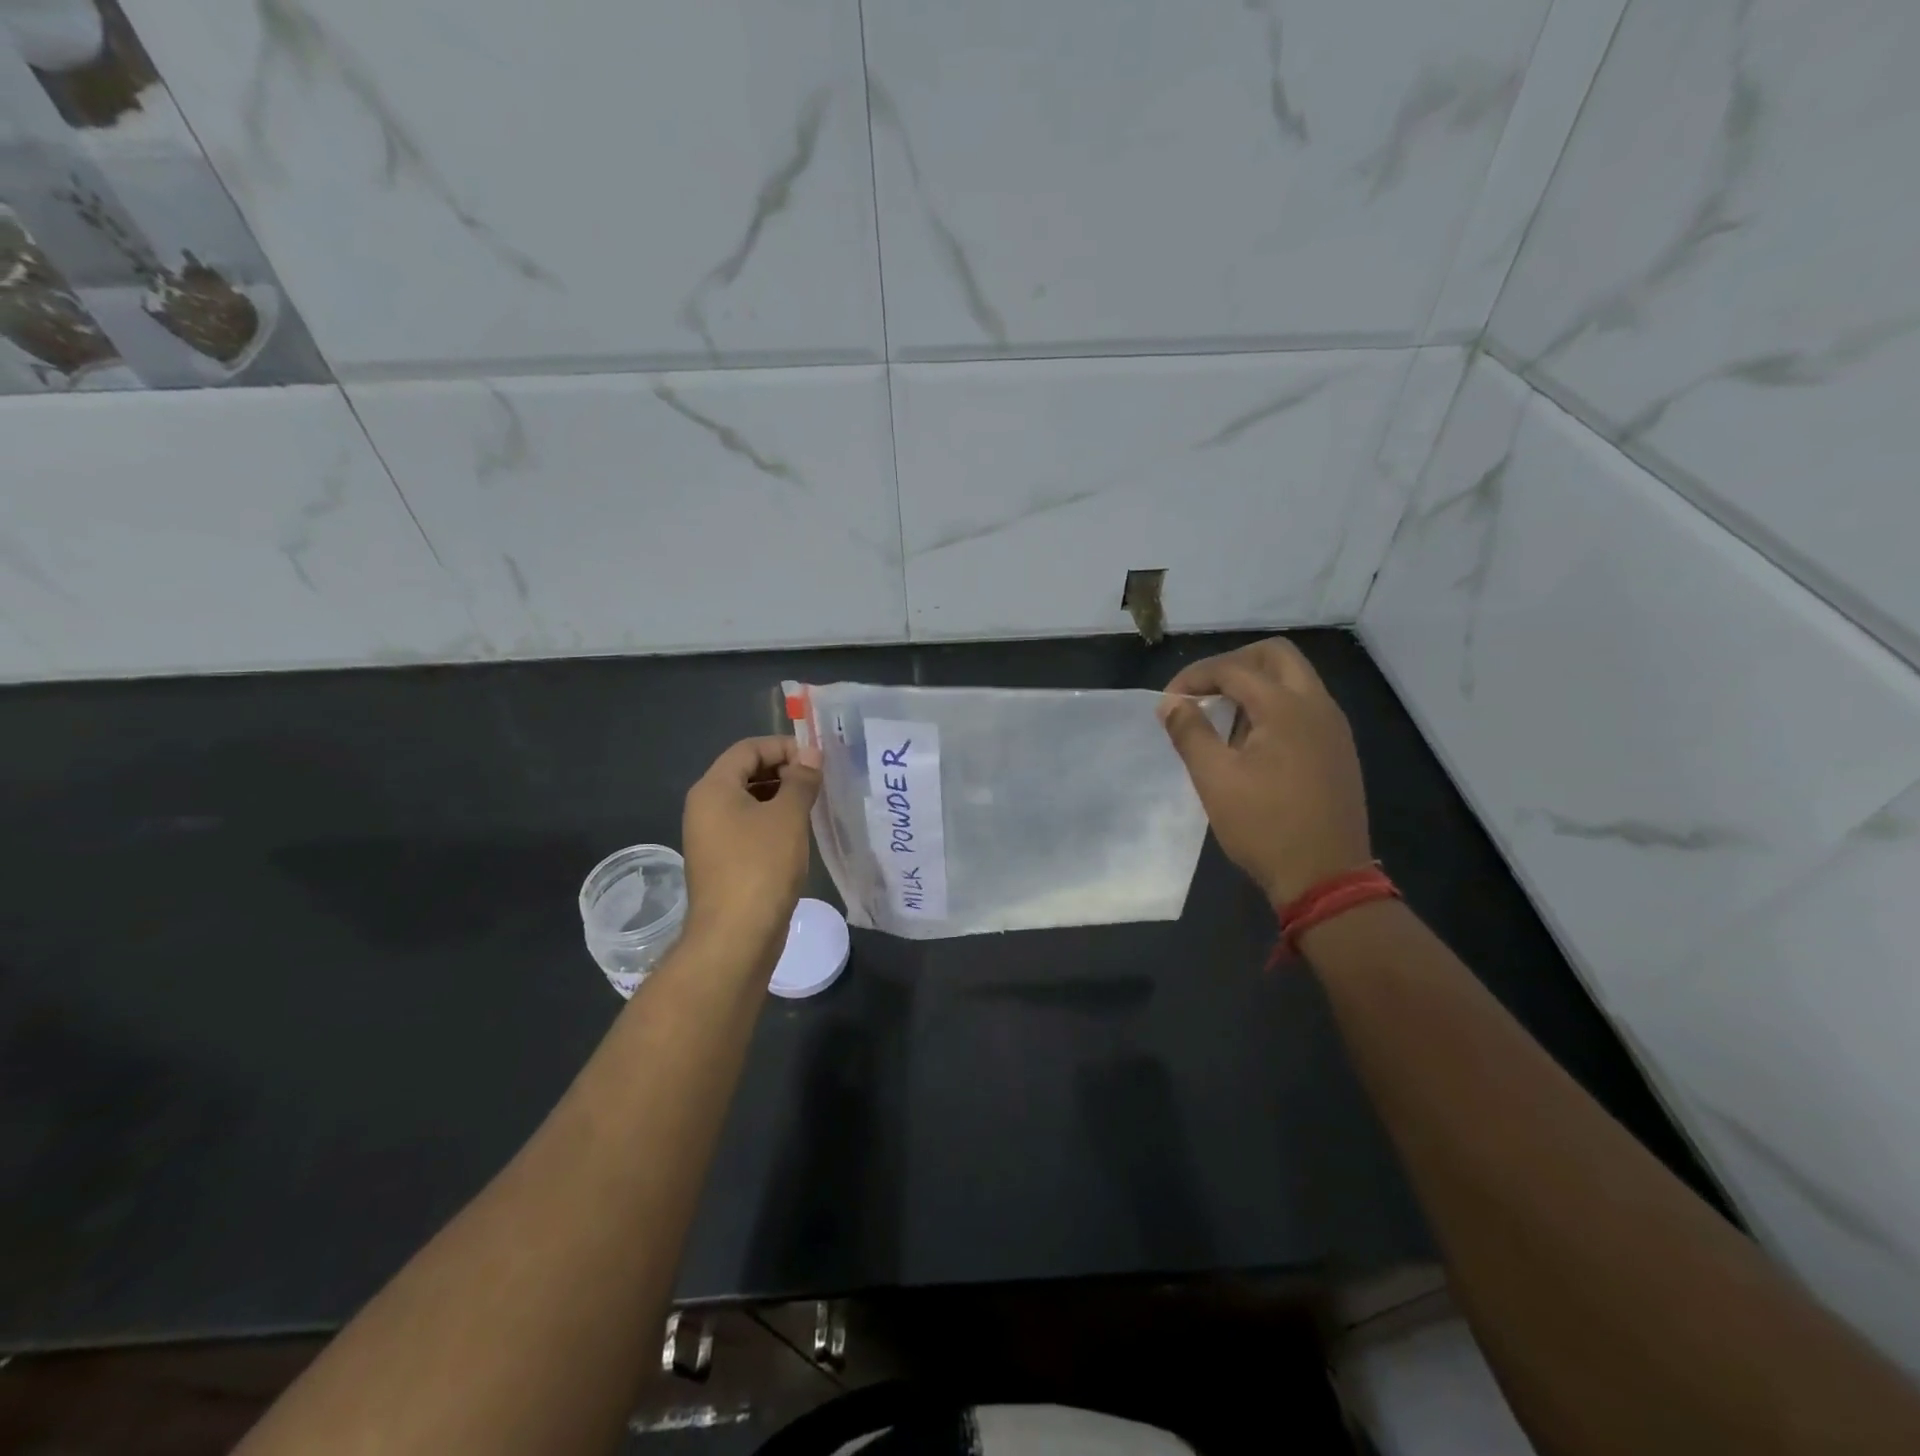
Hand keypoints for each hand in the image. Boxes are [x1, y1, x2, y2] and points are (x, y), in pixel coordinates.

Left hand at [682, 736, 822, 956]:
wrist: (735, 938)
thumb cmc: (761, 867)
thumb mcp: (788, 817)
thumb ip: (801, 779)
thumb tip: (810, 754)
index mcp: (713, 788)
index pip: (748, 749)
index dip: (784, 746)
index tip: (818, 759)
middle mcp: (706, 807)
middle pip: (746, 772)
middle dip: (784, 770)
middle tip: (820, 781)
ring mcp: (712, 837)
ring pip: (749, 801)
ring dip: (781, 797)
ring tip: (815, 805)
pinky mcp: (723, 862)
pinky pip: (749, 827)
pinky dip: (773, 822)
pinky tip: (800, 834)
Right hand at [1159, 637, 1372, 906]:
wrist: (1326, 877)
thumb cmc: (1264, 827)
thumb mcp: (1214, 779)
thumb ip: (1190, 732)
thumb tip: (1171, 703)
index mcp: (1286, 708)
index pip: (1234, 669)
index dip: (1195, 677)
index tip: (1169, 702)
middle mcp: (1317, 706)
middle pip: (1275, 656)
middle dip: (1233, 664)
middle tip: (1203, 691)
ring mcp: (1333, 727)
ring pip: (1294, 679)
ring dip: (1255, 684)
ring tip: (1221, 716)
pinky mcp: (1338, 749)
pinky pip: (1305, 706)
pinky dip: (1274, 705)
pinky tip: (1251, 741)